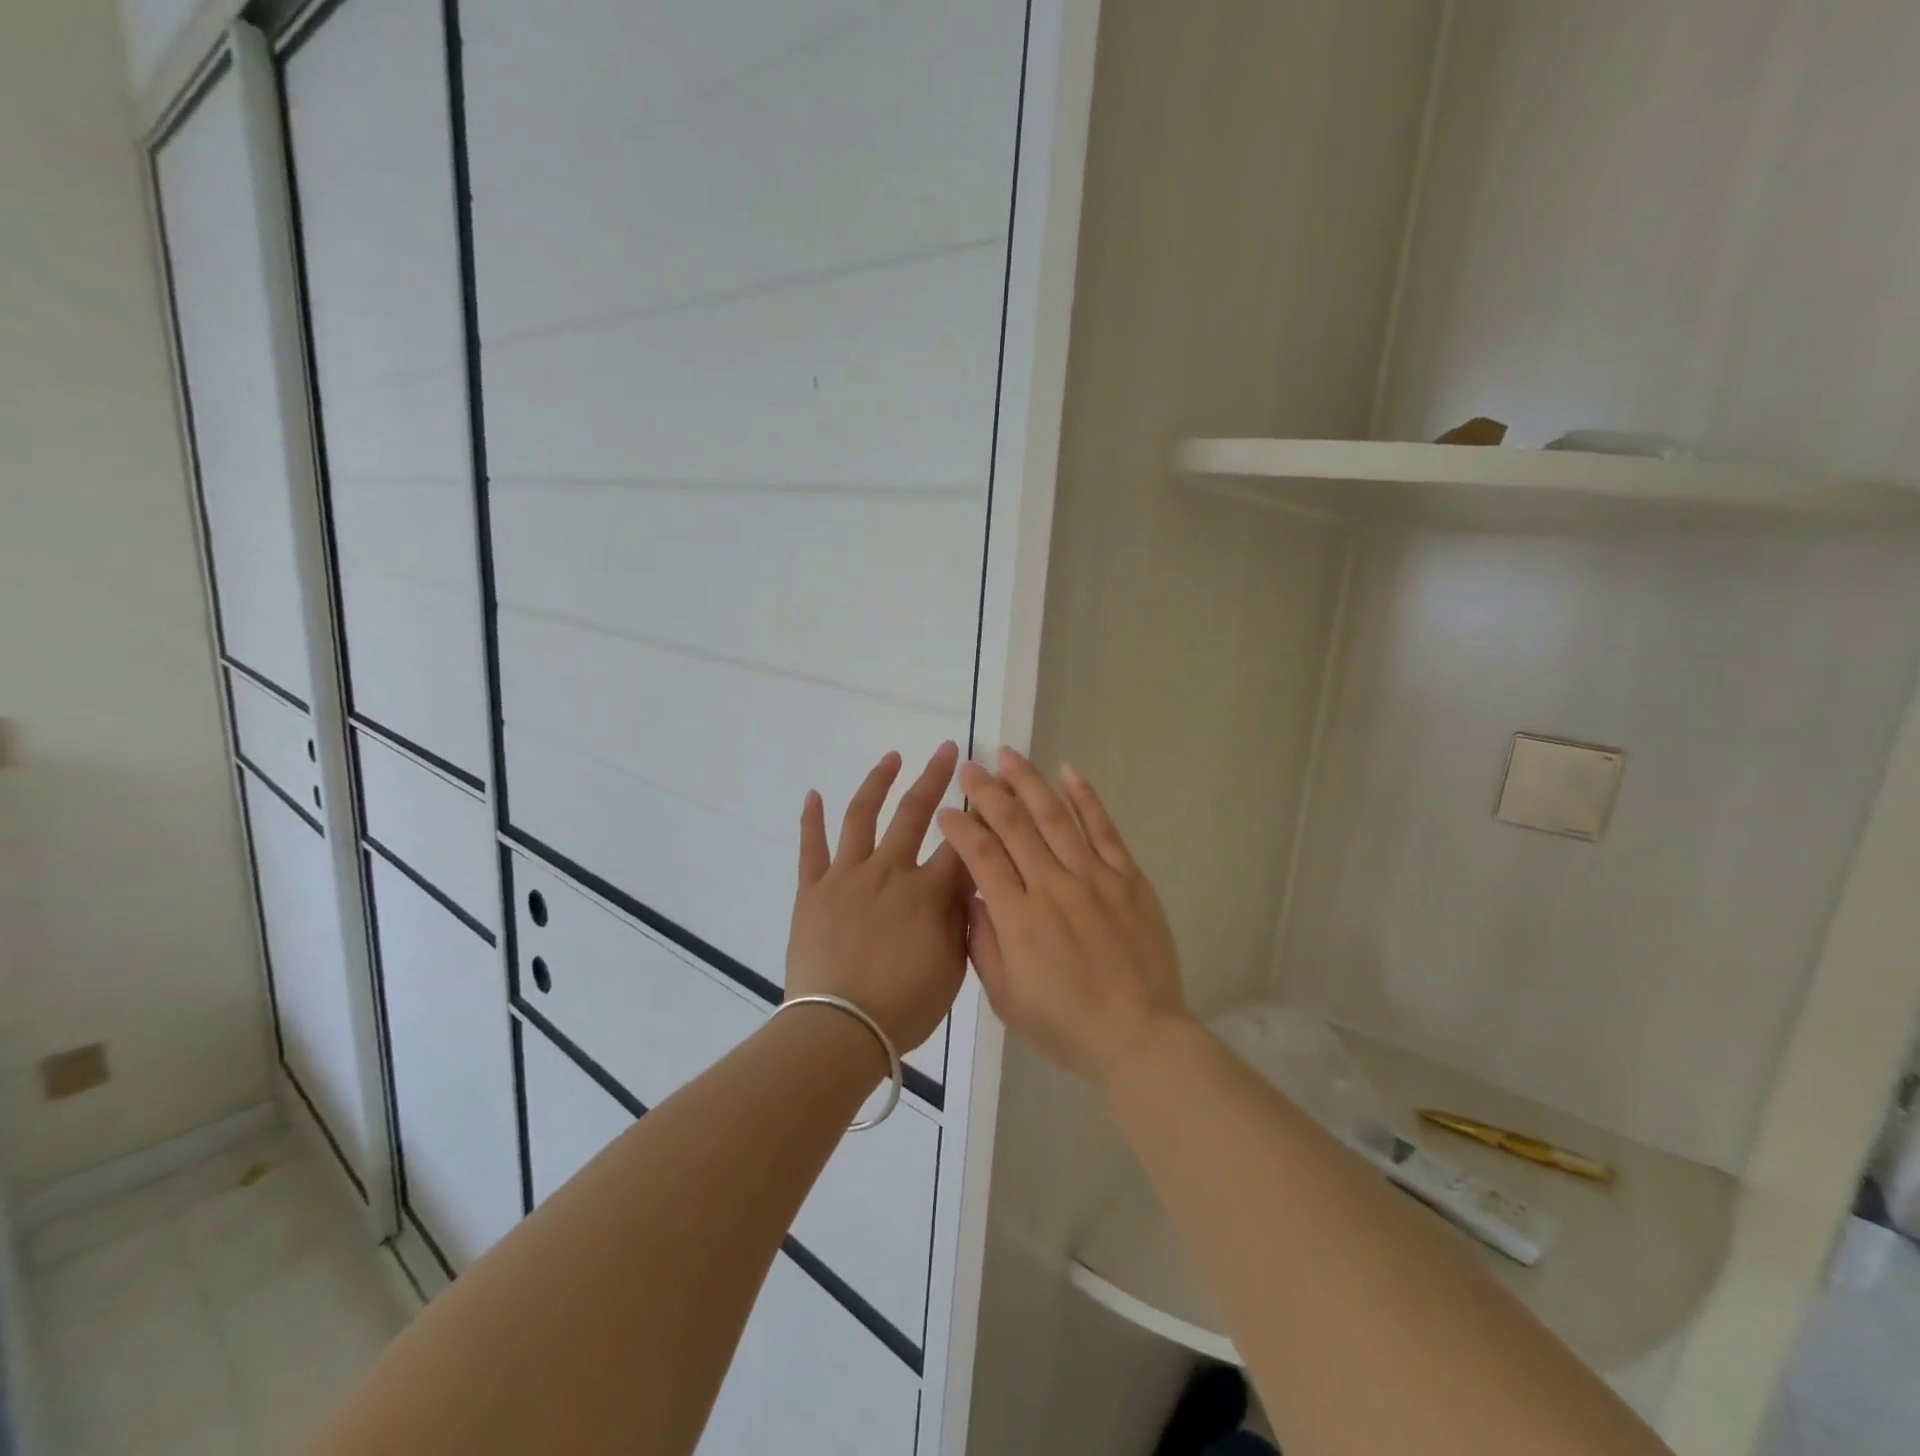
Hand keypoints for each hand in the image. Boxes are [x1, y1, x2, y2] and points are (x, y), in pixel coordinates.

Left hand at [786, 742, 969, 1056]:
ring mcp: (847, 876)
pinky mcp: (813, 889)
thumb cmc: (904, 1007)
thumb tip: (968, 883)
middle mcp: (889, 871)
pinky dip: (812, 819)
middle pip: (915, 813)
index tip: (988, 791)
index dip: (979, 816)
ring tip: (891, 758)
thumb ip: (962, 920)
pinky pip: (811, 848)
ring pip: (862, 817)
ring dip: (878, 782)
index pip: (961, 843)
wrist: (840, 1028)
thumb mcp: (953, 968)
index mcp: (927, 892)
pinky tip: (814, 794)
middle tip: (948, 750)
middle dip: (935, 777)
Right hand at [937, 748, 1191, 1086]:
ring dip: (1028, 782)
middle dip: (986, 791)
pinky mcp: (1128, 878)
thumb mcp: (1006, 997)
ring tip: (1008, 755)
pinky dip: (1086, 798)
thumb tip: (972, 896)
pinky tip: (1069, 772)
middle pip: (1013, 825)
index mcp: (1018, 919)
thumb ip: (983, 943)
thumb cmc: (1065, 1025)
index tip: (946, 810)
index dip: (959, 828)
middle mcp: (1053, 887)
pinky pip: (1104, 829)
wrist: (1139, 1036)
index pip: (981, 856)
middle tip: (969, 766)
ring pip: (1055, 817)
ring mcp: (1094, 878)